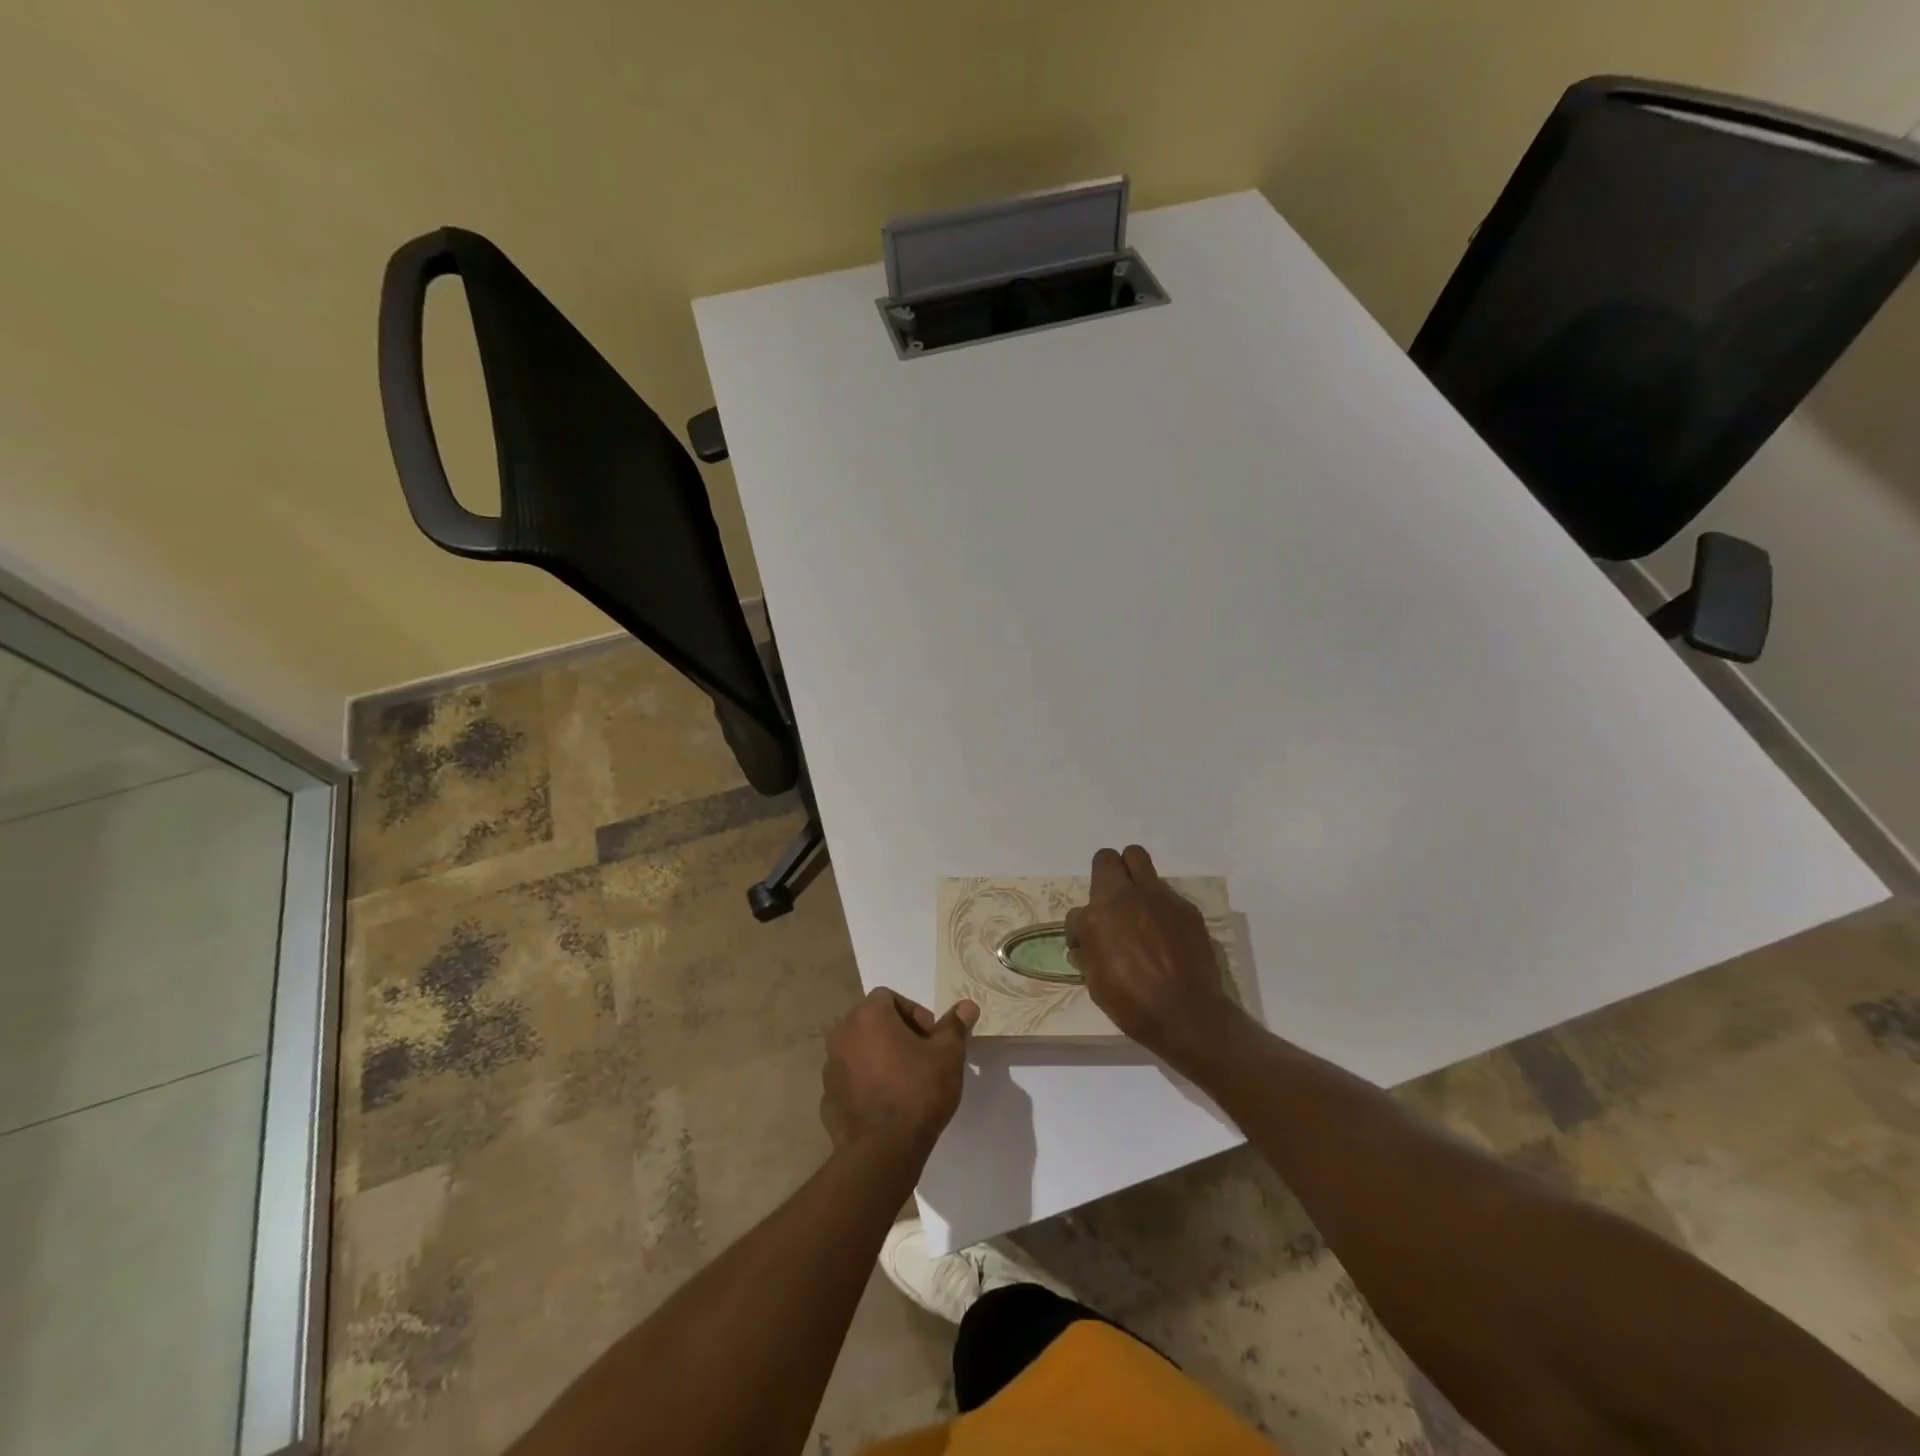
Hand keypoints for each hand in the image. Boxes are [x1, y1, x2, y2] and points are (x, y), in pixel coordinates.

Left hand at [821, 988, 977, 1156]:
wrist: (882, 1152)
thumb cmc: (917, 1091)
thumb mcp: (947, 1055)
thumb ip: (955, 1026)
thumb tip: (968, 1005)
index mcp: (867, 1016)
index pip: (889, 997)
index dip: (914, 1013)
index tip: (931, 1038)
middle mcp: (842, 1034)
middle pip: (872, 1022)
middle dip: (897, 1034)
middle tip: (922, 1058)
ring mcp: (830, 1068)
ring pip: (860, 1051)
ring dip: (880, 1058)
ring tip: (905, 1082)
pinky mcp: (827, 1098)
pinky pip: (851, 1080)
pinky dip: (866, 1083)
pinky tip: (887, 1104)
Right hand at [1065, 845, 1248, 1071]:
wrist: (1188, 1015)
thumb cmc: (1132, 1004)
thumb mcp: (1095, 982)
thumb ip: (1088, 953)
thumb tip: (1084, 944)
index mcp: (1097, 916)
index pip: (1076, 912)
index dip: (1079, 930)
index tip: (1087, 945)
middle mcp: (1126, 896)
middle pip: (1109, 858)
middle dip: (1106, 874)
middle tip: (1111, 901)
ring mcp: (1159, 897)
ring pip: (1140, 863)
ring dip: (1134, 880)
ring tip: (1139, 908)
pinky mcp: (1186, 907)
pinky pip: (1166, 894)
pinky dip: (1161, 908)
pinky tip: (1166, 933)